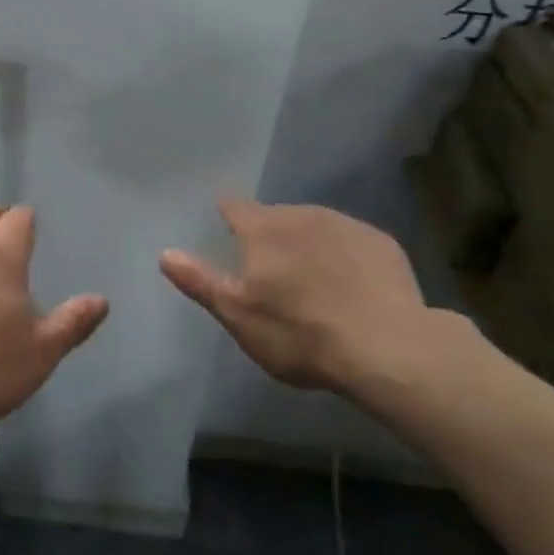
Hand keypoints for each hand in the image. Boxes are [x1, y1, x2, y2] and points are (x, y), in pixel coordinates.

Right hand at [160, 197, 480, 400]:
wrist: (388, 348)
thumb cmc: (300, 334)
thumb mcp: (239, 315)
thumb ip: (200, 281)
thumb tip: (165, 252)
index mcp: (263, 229)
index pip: (234, 206)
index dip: (227, 213)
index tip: (225, 224)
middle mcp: (301, 214)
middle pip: (276, 217)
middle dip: (270, 237)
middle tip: (273, 274)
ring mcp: (345, 224)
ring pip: (314, 226)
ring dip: (307, 245)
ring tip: (313, 283)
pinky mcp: (381, 242)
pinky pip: (350, 241)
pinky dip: (343, 256)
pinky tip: (350, 287)